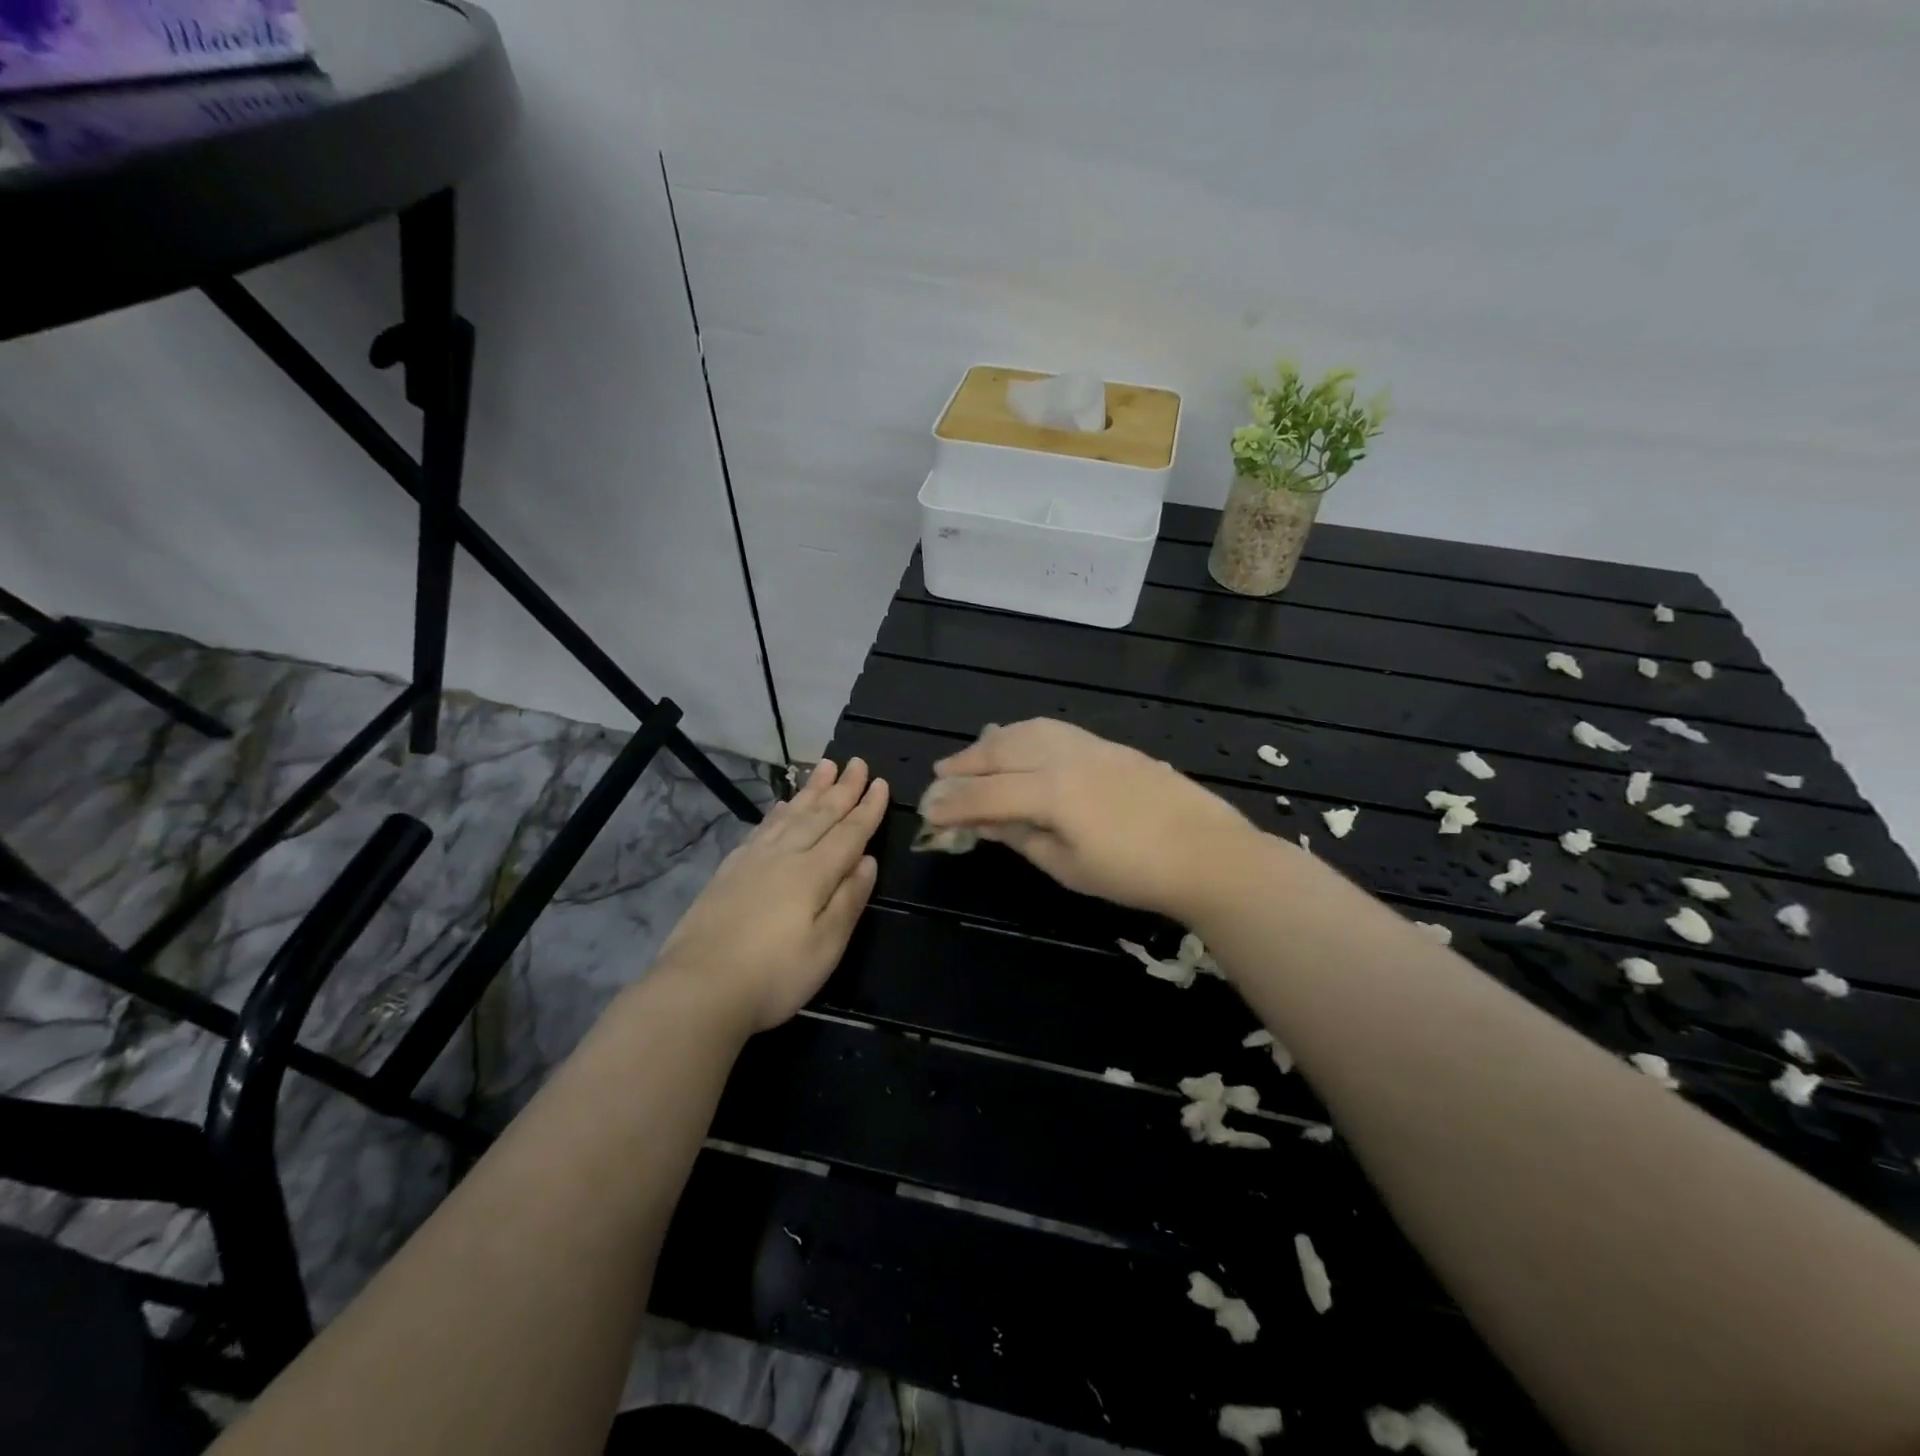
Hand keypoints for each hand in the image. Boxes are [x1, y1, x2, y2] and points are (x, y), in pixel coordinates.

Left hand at [655, 758, 887, 1032]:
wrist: (698, 988)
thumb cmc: (774, 975)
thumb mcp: (826, 947)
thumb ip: (848, 900)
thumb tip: (867, 861)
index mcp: (813, 874)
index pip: (848, 833)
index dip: (867, 809)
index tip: (880, 782)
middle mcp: (784, 856)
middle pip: (819, 815)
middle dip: (842, 789)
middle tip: (857, 762)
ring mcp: (753, 860)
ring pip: (790, 815)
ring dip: (811, 790)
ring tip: (825, 767)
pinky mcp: (729, 871)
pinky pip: (762, 828)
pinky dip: (778, 812)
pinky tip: (782, 805)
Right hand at [920, 719, 1256, 918]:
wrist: (1208, 854)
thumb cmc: (1135, 873)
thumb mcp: (1069, 867)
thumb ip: (1023, 838)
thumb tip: (987, 823)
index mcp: (1050, 791)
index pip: (986, 793)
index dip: (953, 802)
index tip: (926, 809)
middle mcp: (1063, 757)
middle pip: (1000, 751)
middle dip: (965, 764)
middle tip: (939, 775)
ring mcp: (1089, 745)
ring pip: (1026, 731)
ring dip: (992, 741)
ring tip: (972, 753)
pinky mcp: (1109, 745)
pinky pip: (1053, 729)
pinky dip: (1024, 733)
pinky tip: (1020, 742)